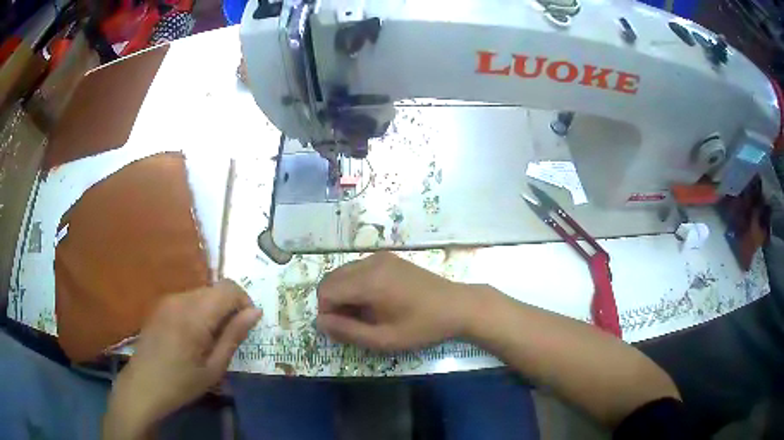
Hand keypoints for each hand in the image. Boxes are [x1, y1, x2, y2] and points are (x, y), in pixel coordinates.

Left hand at [103, 280, 261, 439]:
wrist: (143, 386)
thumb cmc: (181, 383)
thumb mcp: (214, 367)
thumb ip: (234, 336)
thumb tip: (255, 312)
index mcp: (194, 315)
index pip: (229, 288)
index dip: (244, 302)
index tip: (247, 326)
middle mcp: (180, 299)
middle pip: (215, 289)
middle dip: (229, 308)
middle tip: (230, 338)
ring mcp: (168, 300)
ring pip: (202, 293)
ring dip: (214, 310)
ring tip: (211, 340)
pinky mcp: (161, 305)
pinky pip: (188, 299)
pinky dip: (200, 311)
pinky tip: (194, 337)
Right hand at [316, 252, 472, 350]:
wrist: (457, 306)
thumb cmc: (422, 326)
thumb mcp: (384, 339)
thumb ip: (348, 331)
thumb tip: (320, 322)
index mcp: (369, 281)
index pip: (326, 291)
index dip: (326, 313)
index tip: (342, 330)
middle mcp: (370, 263)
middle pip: (331, 279)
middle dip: (332, 302)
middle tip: (351, 324)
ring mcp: (380, 257)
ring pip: (343, 273)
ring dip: (343, 294)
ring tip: (363, 314)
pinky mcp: (388, 258)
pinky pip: (357, 269)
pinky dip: (355, 285)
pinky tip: (374, 301)